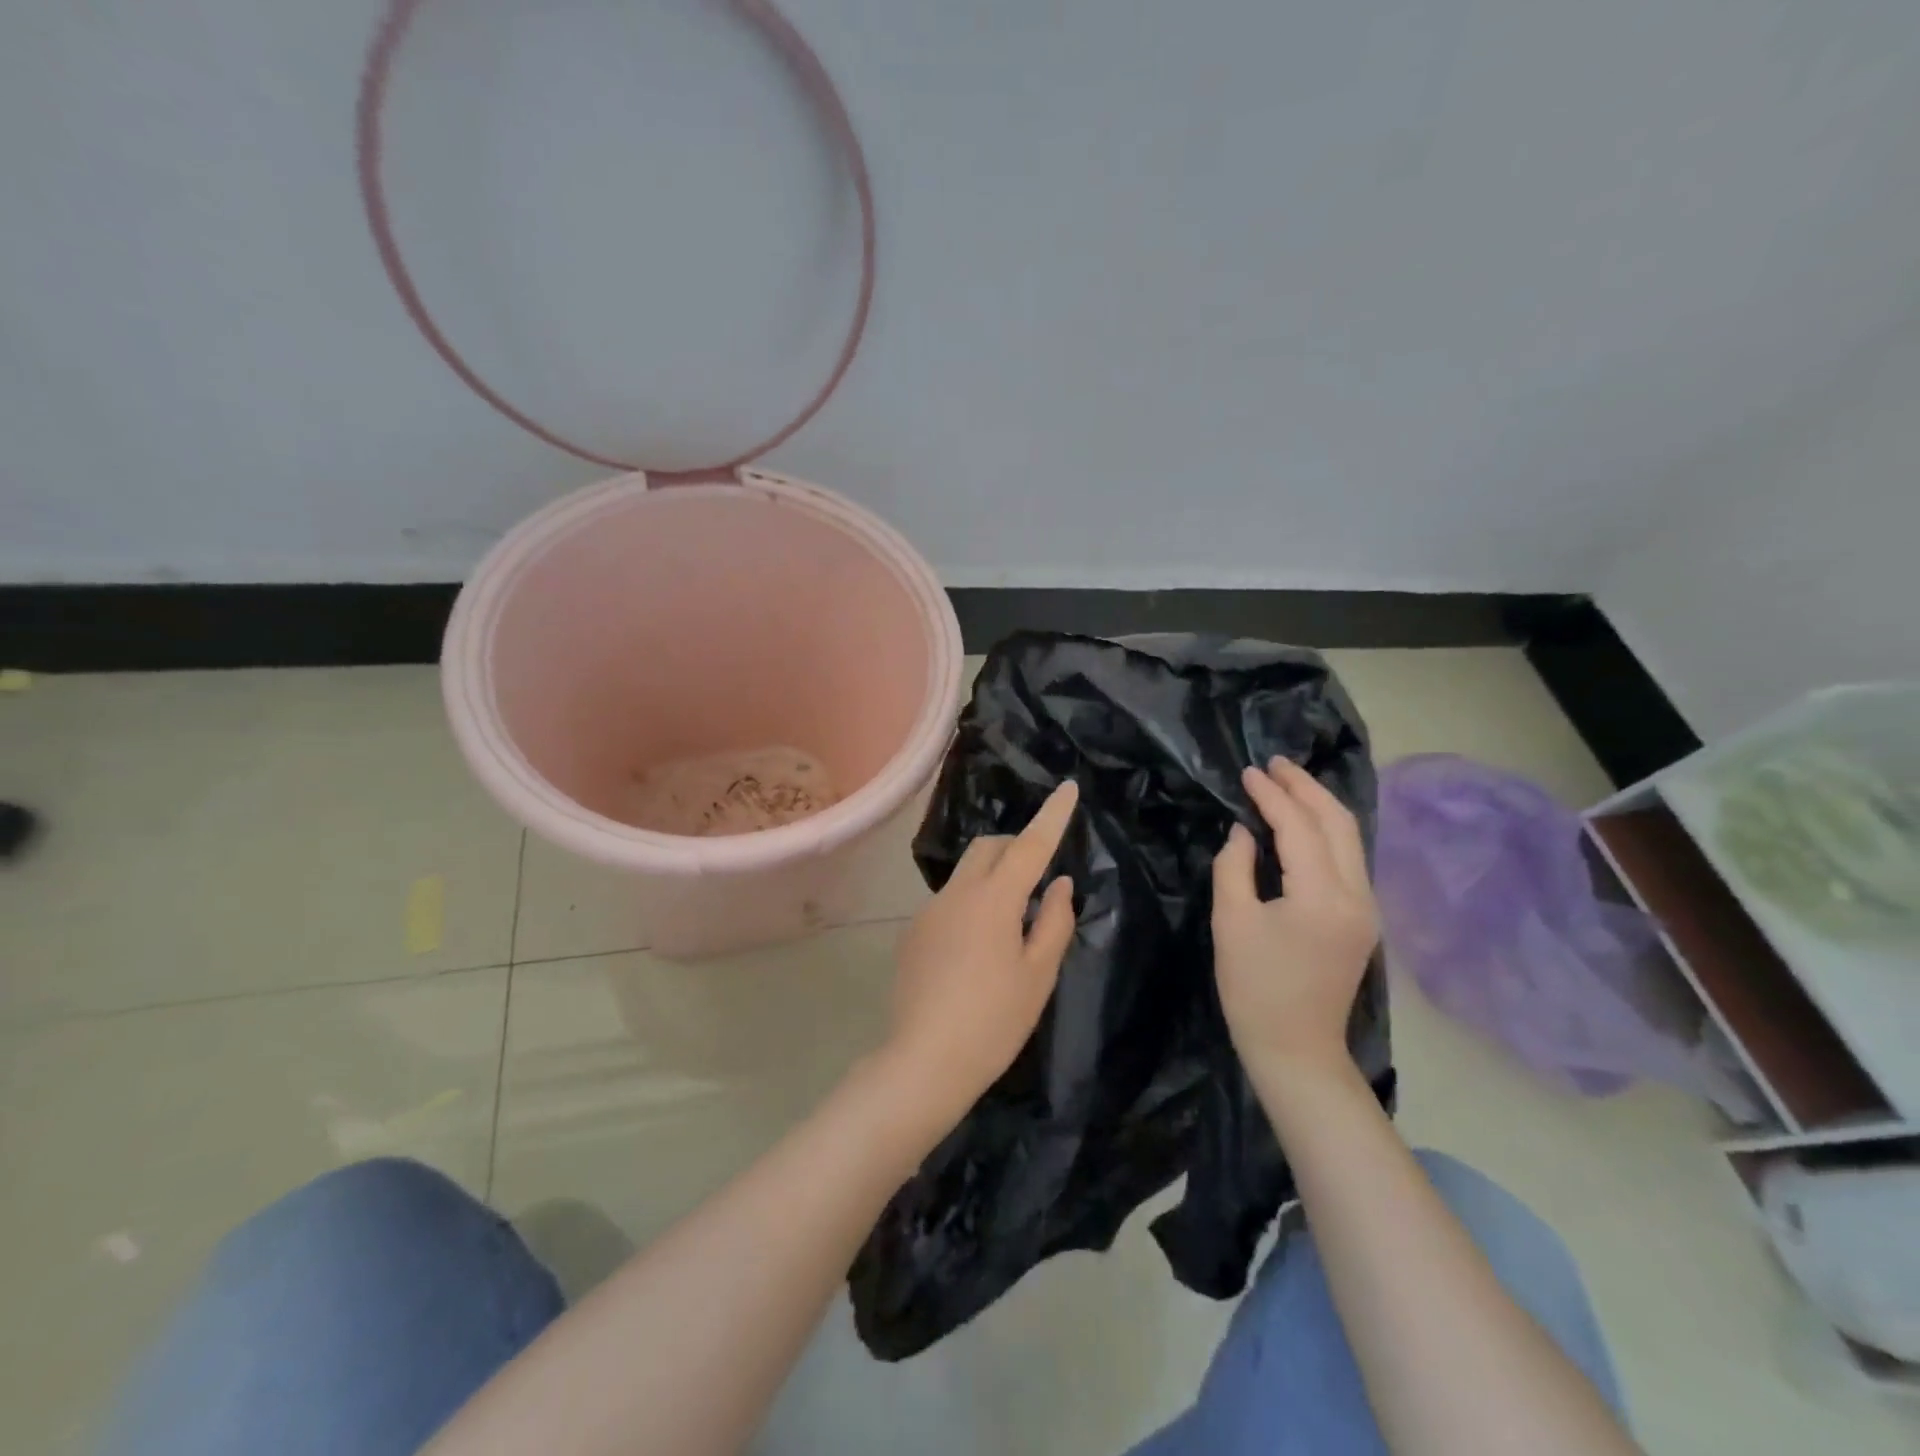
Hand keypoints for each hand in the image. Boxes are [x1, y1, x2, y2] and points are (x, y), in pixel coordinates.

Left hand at [882, 781, 1078, 1129]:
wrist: (924, 1062)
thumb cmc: (994, 1021)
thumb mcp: (1038, 975)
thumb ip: (1054, 921)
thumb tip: (1059, 884)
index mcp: (994, 899)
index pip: (1030, 845)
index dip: (1052, 815)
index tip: (1068, 787)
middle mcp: (956, 893)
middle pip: (989, 848)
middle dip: (1017, 847)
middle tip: (1039, 878)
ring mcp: (929, 911)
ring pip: (966, 873)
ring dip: (993, 878)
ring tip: (1011, 924)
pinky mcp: (913, 933)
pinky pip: (949, 901)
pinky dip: (971, 904)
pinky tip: (977, 950)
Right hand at [1212, 758, 1378, 1087]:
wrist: (1295, 1049)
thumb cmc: (1254, 988)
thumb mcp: (1232, 922)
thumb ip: (1235, 867)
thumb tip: (1244, 831)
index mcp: (1322, 896)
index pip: (1300, 828)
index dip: (1273, 795)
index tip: (1248, 771)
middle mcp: (1356, 895)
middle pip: (1339, 823)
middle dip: (1306, 788)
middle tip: (1274, 763)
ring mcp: (1366, 908)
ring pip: (1350, 838)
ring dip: (1319, 805)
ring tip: (1287, 782)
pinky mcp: (1362, 919)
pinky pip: (1348, 858)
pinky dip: (1326, 830)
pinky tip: (1303, 822)